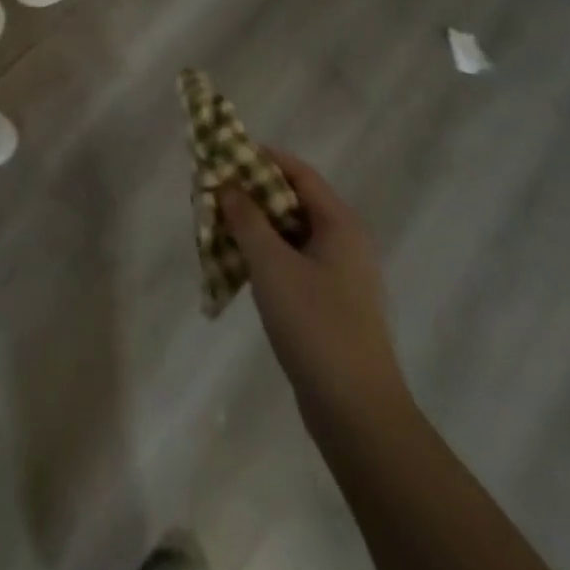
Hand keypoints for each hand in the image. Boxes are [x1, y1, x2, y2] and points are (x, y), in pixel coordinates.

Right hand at [220, 148, 409, 439]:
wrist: (357, 414)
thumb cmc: (316, 326)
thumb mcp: (272, 265)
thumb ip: (247, 218)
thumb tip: (227, 183)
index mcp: (340, 224)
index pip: (298, 172)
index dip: (260, 158)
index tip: (222, 155)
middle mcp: (344, 242)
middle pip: (292, 201)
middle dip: (251, 193)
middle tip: (212, 193)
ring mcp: (338, 276)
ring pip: (289, 234)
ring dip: (254, 226)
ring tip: (216, 226)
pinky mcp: (329, 305)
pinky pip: (291, 263)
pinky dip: (264, 256)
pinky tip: (236, 266)